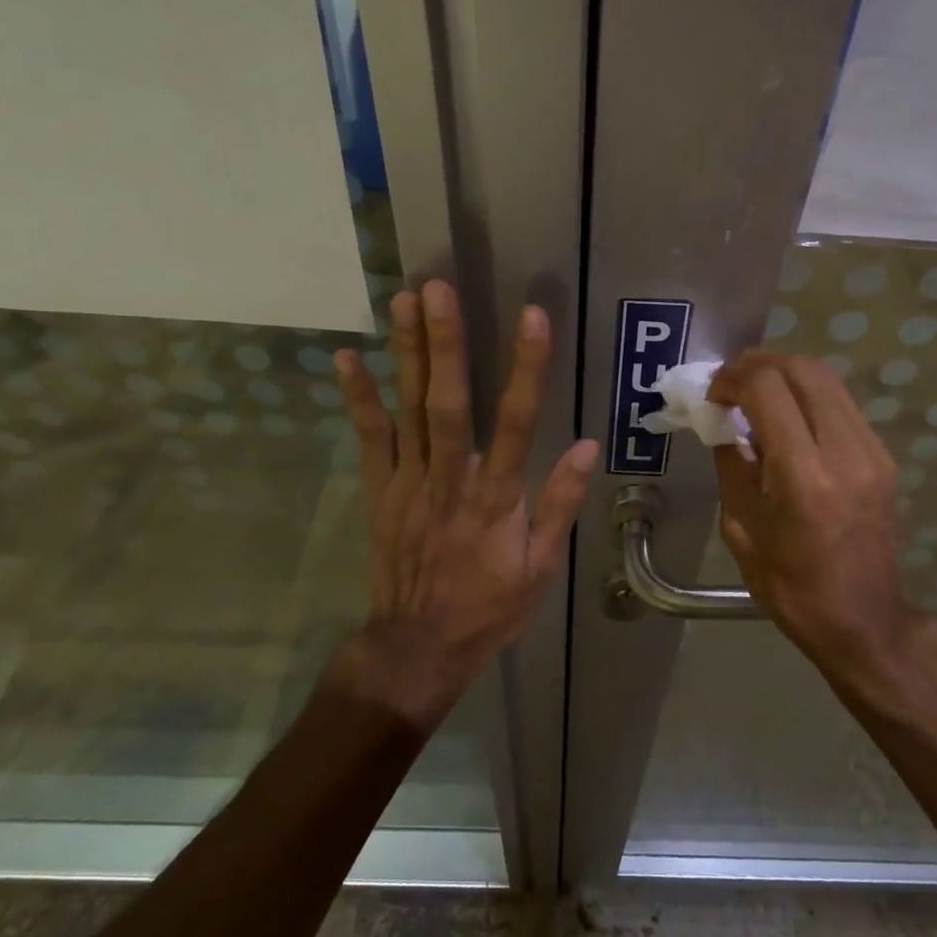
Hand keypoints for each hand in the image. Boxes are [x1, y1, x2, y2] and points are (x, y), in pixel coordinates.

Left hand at [332, 279, 597, 727]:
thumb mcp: (540, 568)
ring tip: (404, 300)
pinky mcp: (379, 491)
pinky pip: (368, 438)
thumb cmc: (487, 608)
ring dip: (406, 353)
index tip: (532, 317)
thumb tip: (587, 445)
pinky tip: (348, 357)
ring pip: (407, 409)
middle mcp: (449, 480)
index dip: (526, 368)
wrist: (416, 647)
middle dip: (445, 344)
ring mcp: (407, 483)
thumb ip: (560, 504)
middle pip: (447, 403)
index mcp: (495, 498)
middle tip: (439, 289)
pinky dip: (358, 397)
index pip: (517, 422)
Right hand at [708, 351, 928, 675]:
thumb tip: (722, 424)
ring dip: (785, 375)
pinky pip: (841, 405)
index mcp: (805, 477)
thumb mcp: (741, 529)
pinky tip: (785, 418)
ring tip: (754, 393)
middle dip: (759, 364)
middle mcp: (846, 453)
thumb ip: (732, 466)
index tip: (712, 394)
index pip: (769, 389)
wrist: (864, 621)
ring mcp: (872, 452)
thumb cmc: (792, 587)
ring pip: (828, 380)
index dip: (733, 378)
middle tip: (729, 381)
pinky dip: (807, 396)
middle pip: (804, 370)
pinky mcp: (883, 458)